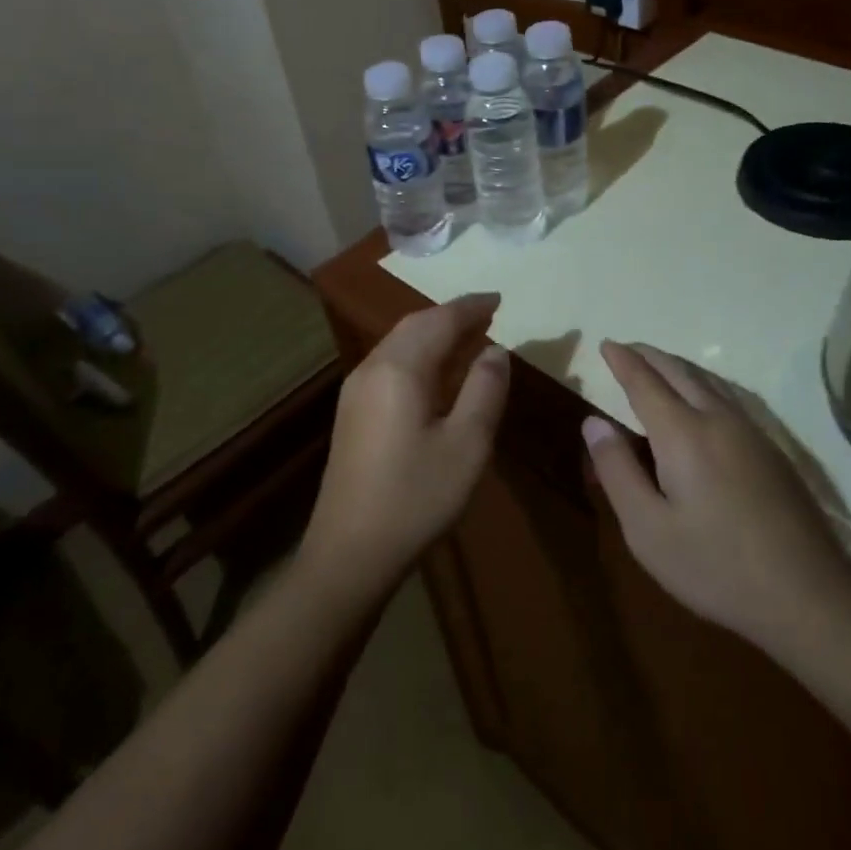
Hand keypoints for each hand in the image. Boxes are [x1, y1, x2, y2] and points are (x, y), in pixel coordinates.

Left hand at [301, 294, 510, 587]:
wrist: (350, 551)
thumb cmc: (416, 497)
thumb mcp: (467, 444)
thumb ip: (485, 389)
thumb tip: (496, 350)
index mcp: (400, 369)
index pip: (440, 320)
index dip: (472, 306)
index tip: (500, 298)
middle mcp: (372, 368)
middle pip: (414, 325)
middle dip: (452, 315)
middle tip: (489, 314)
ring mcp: (356, 390)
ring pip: (399, 343)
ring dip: (434, 333)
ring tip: (469, 337)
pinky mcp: (352, 412)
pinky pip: (390, 363)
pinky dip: (419, 353)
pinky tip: (437, 373)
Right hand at [584, 340, 850, 656]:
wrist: (807, 595)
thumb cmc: (715, 566)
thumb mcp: (647, 529)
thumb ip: (617, 470)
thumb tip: (594, 422)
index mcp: (683, 434)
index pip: (645, 383)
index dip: (623, 361)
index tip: (606, 344)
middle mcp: (718, 420)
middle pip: (680, 372)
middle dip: (650, 356)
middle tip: (627, 348)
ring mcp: (752, 433)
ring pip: (709, 381)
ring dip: (679, 366)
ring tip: (659, 364)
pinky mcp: (773, 451)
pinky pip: (729, 397)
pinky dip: (703, 383)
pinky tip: (704, 397)